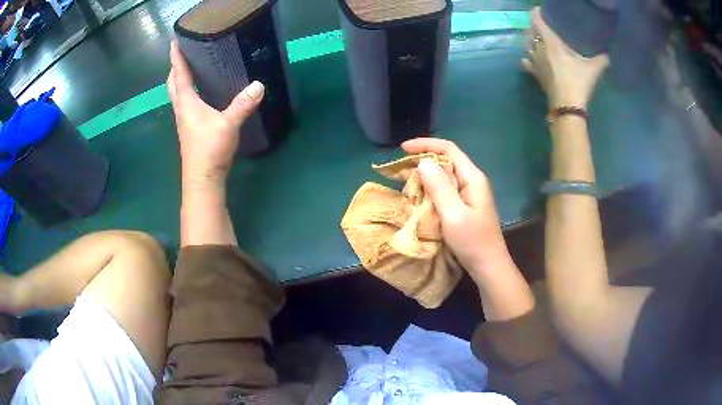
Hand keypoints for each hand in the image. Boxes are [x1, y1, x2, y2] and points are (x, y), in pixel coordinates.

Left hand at [167, 40, 264, 187]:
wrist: (203, 179)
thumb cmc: (210, 150)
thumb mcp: (228, 124)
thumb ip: (242, 104)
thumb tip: (259, 84)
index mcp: (187, 103)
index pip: (179, 75)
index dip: (176, 58)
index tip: (175, 42)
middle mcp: (181, 109)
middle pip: (173, 84)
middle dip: (175, 67)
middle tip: (183, 53)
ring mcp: (184, 120)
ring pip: (177, 94)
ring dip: (179, 79)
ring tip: (190, 67)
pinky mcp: (189, 128)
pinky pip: (185, 103)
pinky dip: (187, 91)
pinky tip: (199, 92)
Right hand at [402, 138, 509, 279]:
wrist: (489, 267)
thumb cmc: (473, 242)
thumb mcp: (453, 214)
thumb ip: (440, 187)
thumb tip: (424, 161)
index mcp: (472, 177)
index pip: (448, 149)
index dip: (425, 144)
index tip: (402, 149)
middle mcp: (472, 181)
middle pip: (447, 160)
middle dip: (423, 159)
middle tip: (399, 167)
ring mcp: (470, 193)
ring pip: (445, 175)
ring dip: (426, 174)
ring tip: (405, 180)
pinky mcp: (466, 205)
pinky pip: (446, 189)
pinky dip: (431, 188)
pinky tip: (420, 196)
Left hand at [522, 7, 609, 107]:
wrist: (567, 106)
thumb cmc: (578, 83)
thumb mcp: (593, 69)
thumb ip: (601, 59)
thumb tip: (608, 54)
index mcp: (550, 43)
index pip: (537, 22)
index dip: (536, 13)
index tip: (538, 9)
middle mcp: (539, 49)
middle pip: (531, 32)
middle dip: (534, 26)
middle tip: (541, 24)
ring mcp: (535, 62)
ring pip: (527, 45)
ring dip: (531, 40)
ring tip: (537, 39)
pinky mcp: (535, 74)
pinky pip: (526, 61)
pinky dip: (528, 57)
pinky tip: (531, 57)